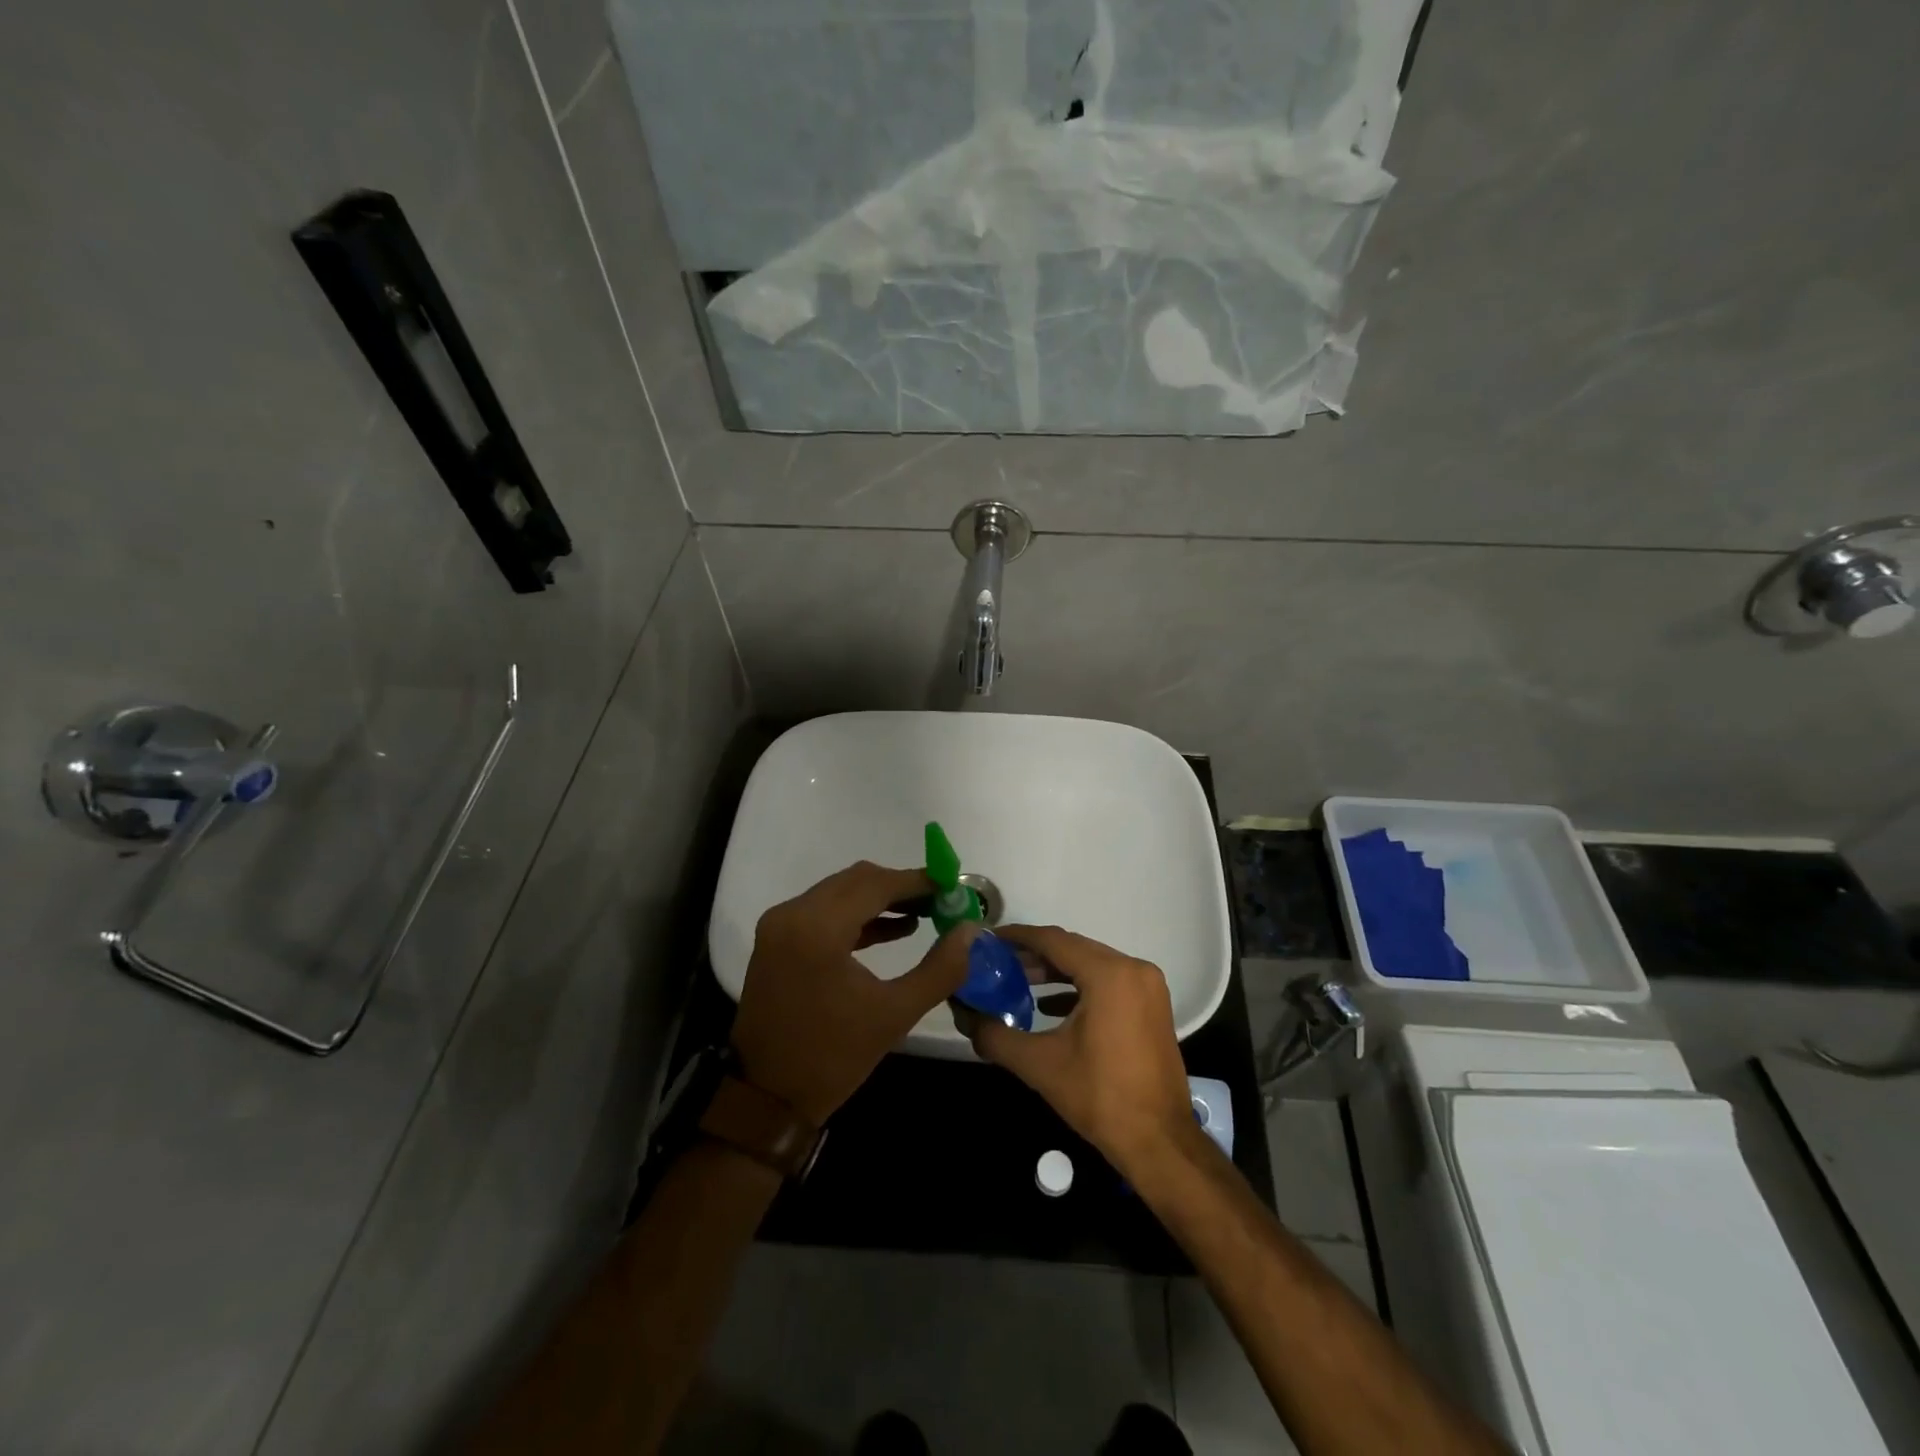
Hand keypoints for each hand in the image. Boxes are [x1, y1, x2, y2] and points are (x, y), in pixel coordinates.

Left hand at [732, 861, 976, 1125]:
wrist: (764, 1098)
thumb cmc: (832, 1058)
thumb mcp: (894, 1014)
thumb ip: (940, 969)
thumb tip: (970, 931)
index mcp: (818, 928)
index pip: (876, 883)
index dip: (918, 881)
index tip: (954, 887)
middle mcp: (793, 913)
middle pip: (857, 880)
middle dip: (902, 887)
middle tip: (943, 902)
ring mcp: (780, 924)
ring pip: (841, 892)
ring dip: (881, 899)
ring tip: (927, 914)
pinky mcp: (777, 938)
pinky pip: (825, 910)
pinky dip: (859, 915)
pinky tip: (895, 929)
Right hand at [957, 925, 1196, 1176]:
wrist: (1159, 1143)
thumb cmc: (1100, 1097)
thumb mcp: (1040, 1065)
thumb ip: (996, 1035)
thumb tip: (965, 1016)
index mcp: (1109, 974)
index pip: (1054, 940)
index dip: (1018, 937)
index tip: (988, 939)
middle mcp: (1133, 969)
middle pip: (1073, 949)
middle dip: (1034, 954)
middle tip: (997, 963)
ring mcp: (1147, 987)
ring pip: (1091, 964)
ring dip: (1055, 971)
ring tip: (1016, 981)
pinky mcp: (1151, 1006)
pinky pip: (1108, 982)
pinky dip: (1078, 987)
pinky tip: (1048, 1005)